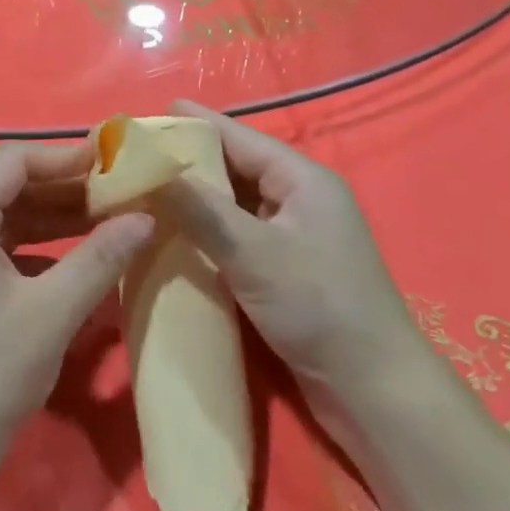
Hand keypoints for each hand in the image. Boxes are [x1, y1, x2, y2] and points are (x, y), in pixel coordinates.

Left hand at [0, 143, 155, 489]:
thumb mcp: (52, 313)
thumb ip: (100, 258)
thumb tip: (145, 216)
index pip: (11, 161)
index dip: (62, 156)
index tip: (111, 162)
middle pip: (8, 187)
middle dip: (64, 187)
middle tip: (118, 191)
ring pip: (7, 220)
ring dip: (55, 218)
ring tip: (109, 220)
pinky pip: (2, 250)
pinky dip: (40, 249)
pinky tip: (78, 263)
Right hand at [156, 102, 423, 401]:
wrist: (373, 393)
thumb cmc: (318, 307)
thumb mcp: (252, 252)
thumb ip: (199, 208)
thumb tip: (148, 168)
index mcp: (302, 179)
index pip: (239, 137)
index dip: (193, 124)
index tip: (146, 117)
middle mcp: (299, 199)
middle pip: (235, 167)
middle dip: (188, 162)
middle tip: (135, 158)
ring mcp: (294, 236)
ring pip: (234, 203)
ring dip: (195, 198)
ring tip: (144, 191)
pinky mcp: (286, 269)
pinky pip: (238, 235)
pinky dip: (207, 230)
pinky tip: (173, 235)